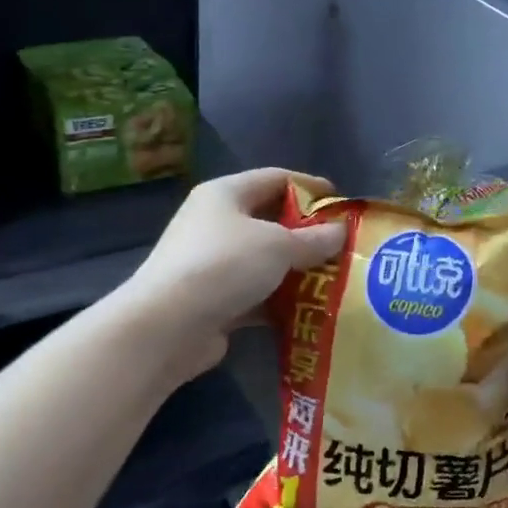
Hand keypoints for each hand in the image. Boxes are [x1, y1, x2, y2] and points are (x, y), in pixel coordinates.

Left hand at [122, 168, 346, 381]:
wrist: (165, 328)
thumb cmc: (224, 266)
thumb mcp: (279, 246)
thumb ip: (314, 239)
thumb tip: (341, 232)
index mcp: (225, 194)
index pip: (276, 178)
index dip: (311, 187)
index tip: (342, 203)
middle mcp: (215, 222)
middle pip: (270, 219)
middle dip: (307, 233)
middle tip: (341, 245)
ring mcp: (210, 263)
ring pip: (264, 259)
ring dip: (296, 269)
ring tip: (333, 278)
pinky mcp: (211, 300)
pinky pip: (255, 292)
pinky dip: (279, 299)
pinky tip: (309, 308)